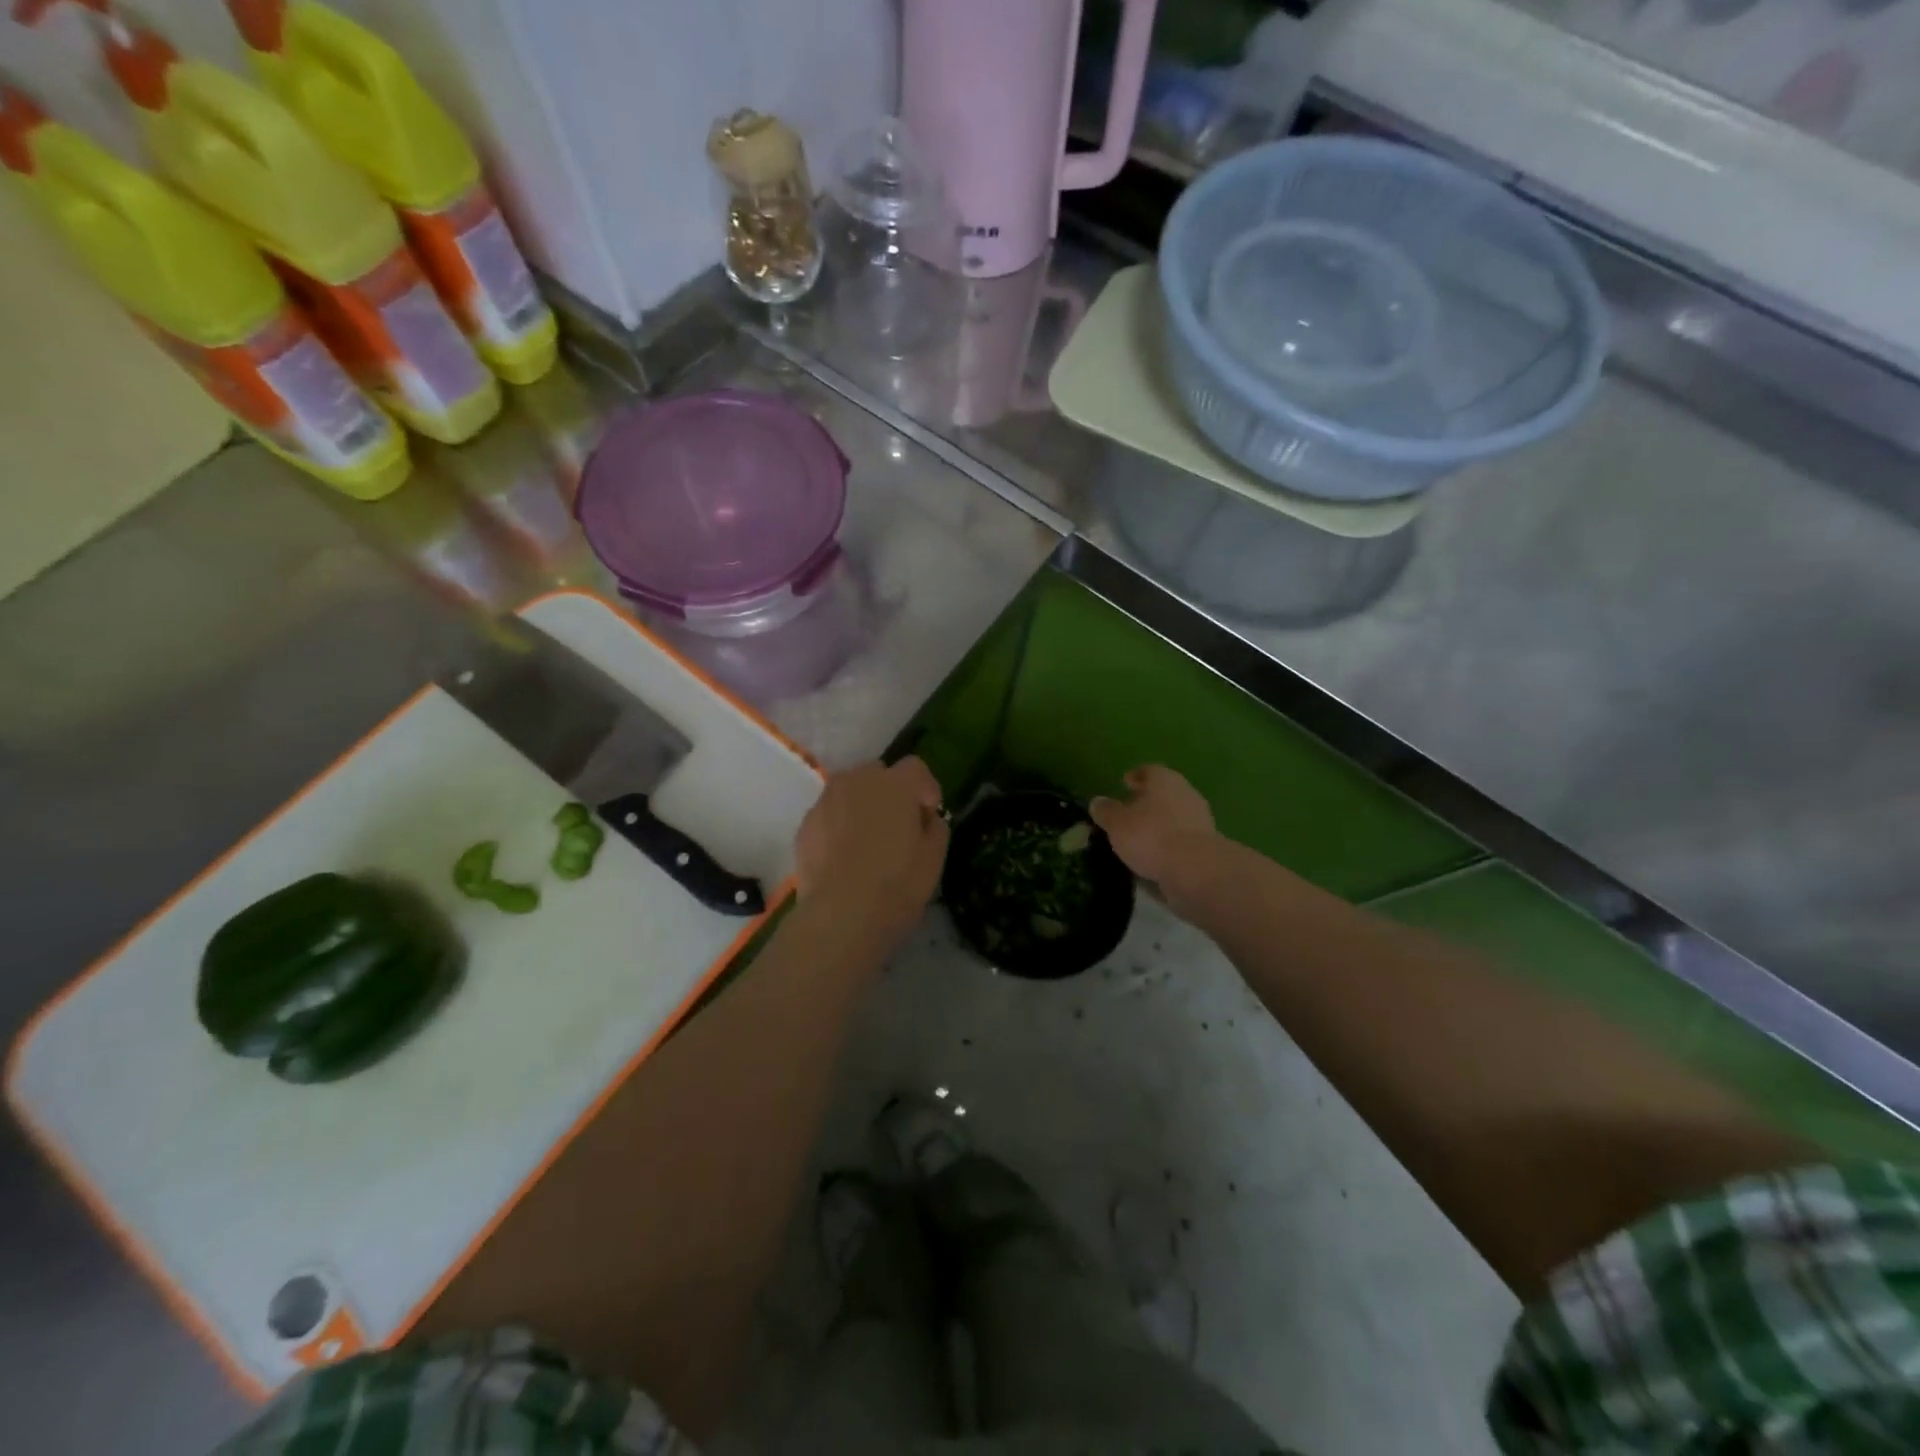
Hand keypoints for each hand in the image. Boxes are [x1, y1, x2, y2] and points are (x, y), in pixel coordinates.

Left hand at [795, 757, 948, 951]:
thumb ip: (935, 827)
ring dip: (861, 806)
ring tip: (867, 841)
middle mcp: (858, 781)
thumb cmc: (896, 884)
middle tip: (897, 827)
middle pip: (878, 774)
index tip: (927, 816)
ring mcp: (826, 801)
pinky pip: (829, 814)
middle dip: (890, 792)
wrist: (840, 915)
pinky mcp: (805, 824)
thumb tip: (925, 819)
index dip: (925, 789)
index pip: (915, 768)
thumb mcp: (934, 858)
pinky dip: (838, 825)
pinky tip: (843, 856)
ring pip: (849, 791)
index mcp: (895, 784)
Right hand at [1089, 766, 1218, 899]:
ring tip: (1138, 838)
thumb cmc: (1151, 836)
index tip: (1124, 784)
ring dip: (1159, 824)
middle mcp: (1186, 793)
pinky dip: (1168, 844)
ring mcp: (1200, 819)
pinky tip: (1154, 856)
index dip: (1135, 776)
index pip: (1148, 770)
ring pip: (1174, 816)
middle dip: (1147, 801)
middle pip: (1164, 792)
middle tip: (1128, 812)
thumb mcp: (1117, 823)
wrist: (1195, 870)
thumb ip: (1106, 811)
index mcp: (1165, 780)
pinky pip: (1181, 839)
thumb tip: (1097, 802)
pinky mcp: (1206, 845)